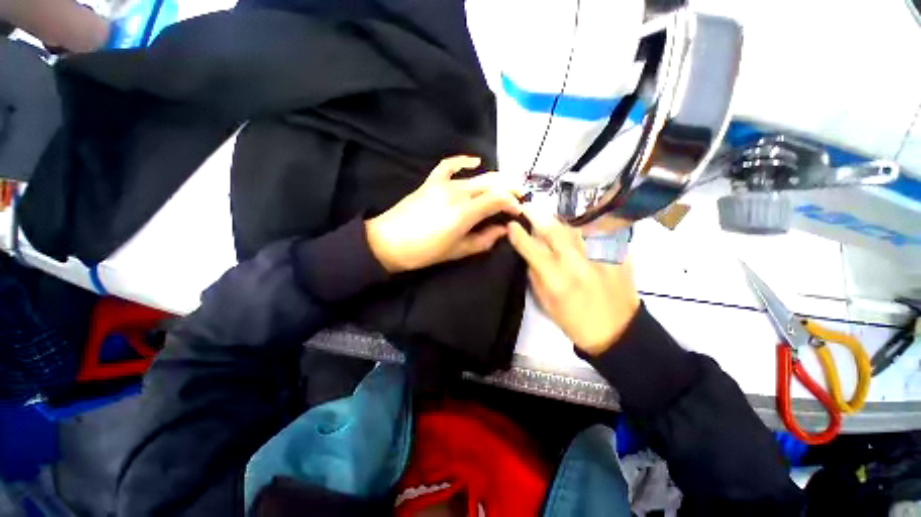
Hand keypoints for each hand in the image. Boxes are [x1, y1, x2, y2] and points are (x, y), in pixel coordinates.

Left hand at [366, 156, 522, 272]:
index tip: (518, 212)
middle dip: (509, 189)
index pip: (498, 199)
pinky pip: (449, 165)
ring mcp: (443, 184)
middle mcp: (457, 193)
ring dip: (494, 181)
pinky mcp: (431, 182)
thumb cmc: (424, 252)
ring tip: (504, 187)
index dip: (512, 203)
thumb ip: (484, 240)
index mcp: (465, 212)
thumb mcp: (458, 251)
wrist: (389, 242)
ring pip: (476, 177)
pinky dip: (463, 161)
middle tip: (518, 197)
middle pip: (491, 184)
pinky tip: (475, 161)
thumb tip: (503, 230)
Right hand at [507, 208, 639, 354]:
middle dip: (537, 215)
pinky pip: (597, 232)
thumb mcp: (546, 304)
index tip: (511, 224)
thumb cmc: (575, 321)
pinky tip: (579, 228)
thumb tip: (530, 255)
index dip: (518, 234)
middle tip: (528, 207)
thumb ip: (536, 276)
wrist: (617, 331)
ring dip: (559, 220)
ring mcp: (599, 256)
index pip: (531, 248)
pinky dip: (584, 228)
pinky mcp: (617, 255)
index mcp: (556, 279)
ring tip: (551, 218)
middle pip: (553, 231)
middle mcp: (576, 263)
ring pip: (575, 227)